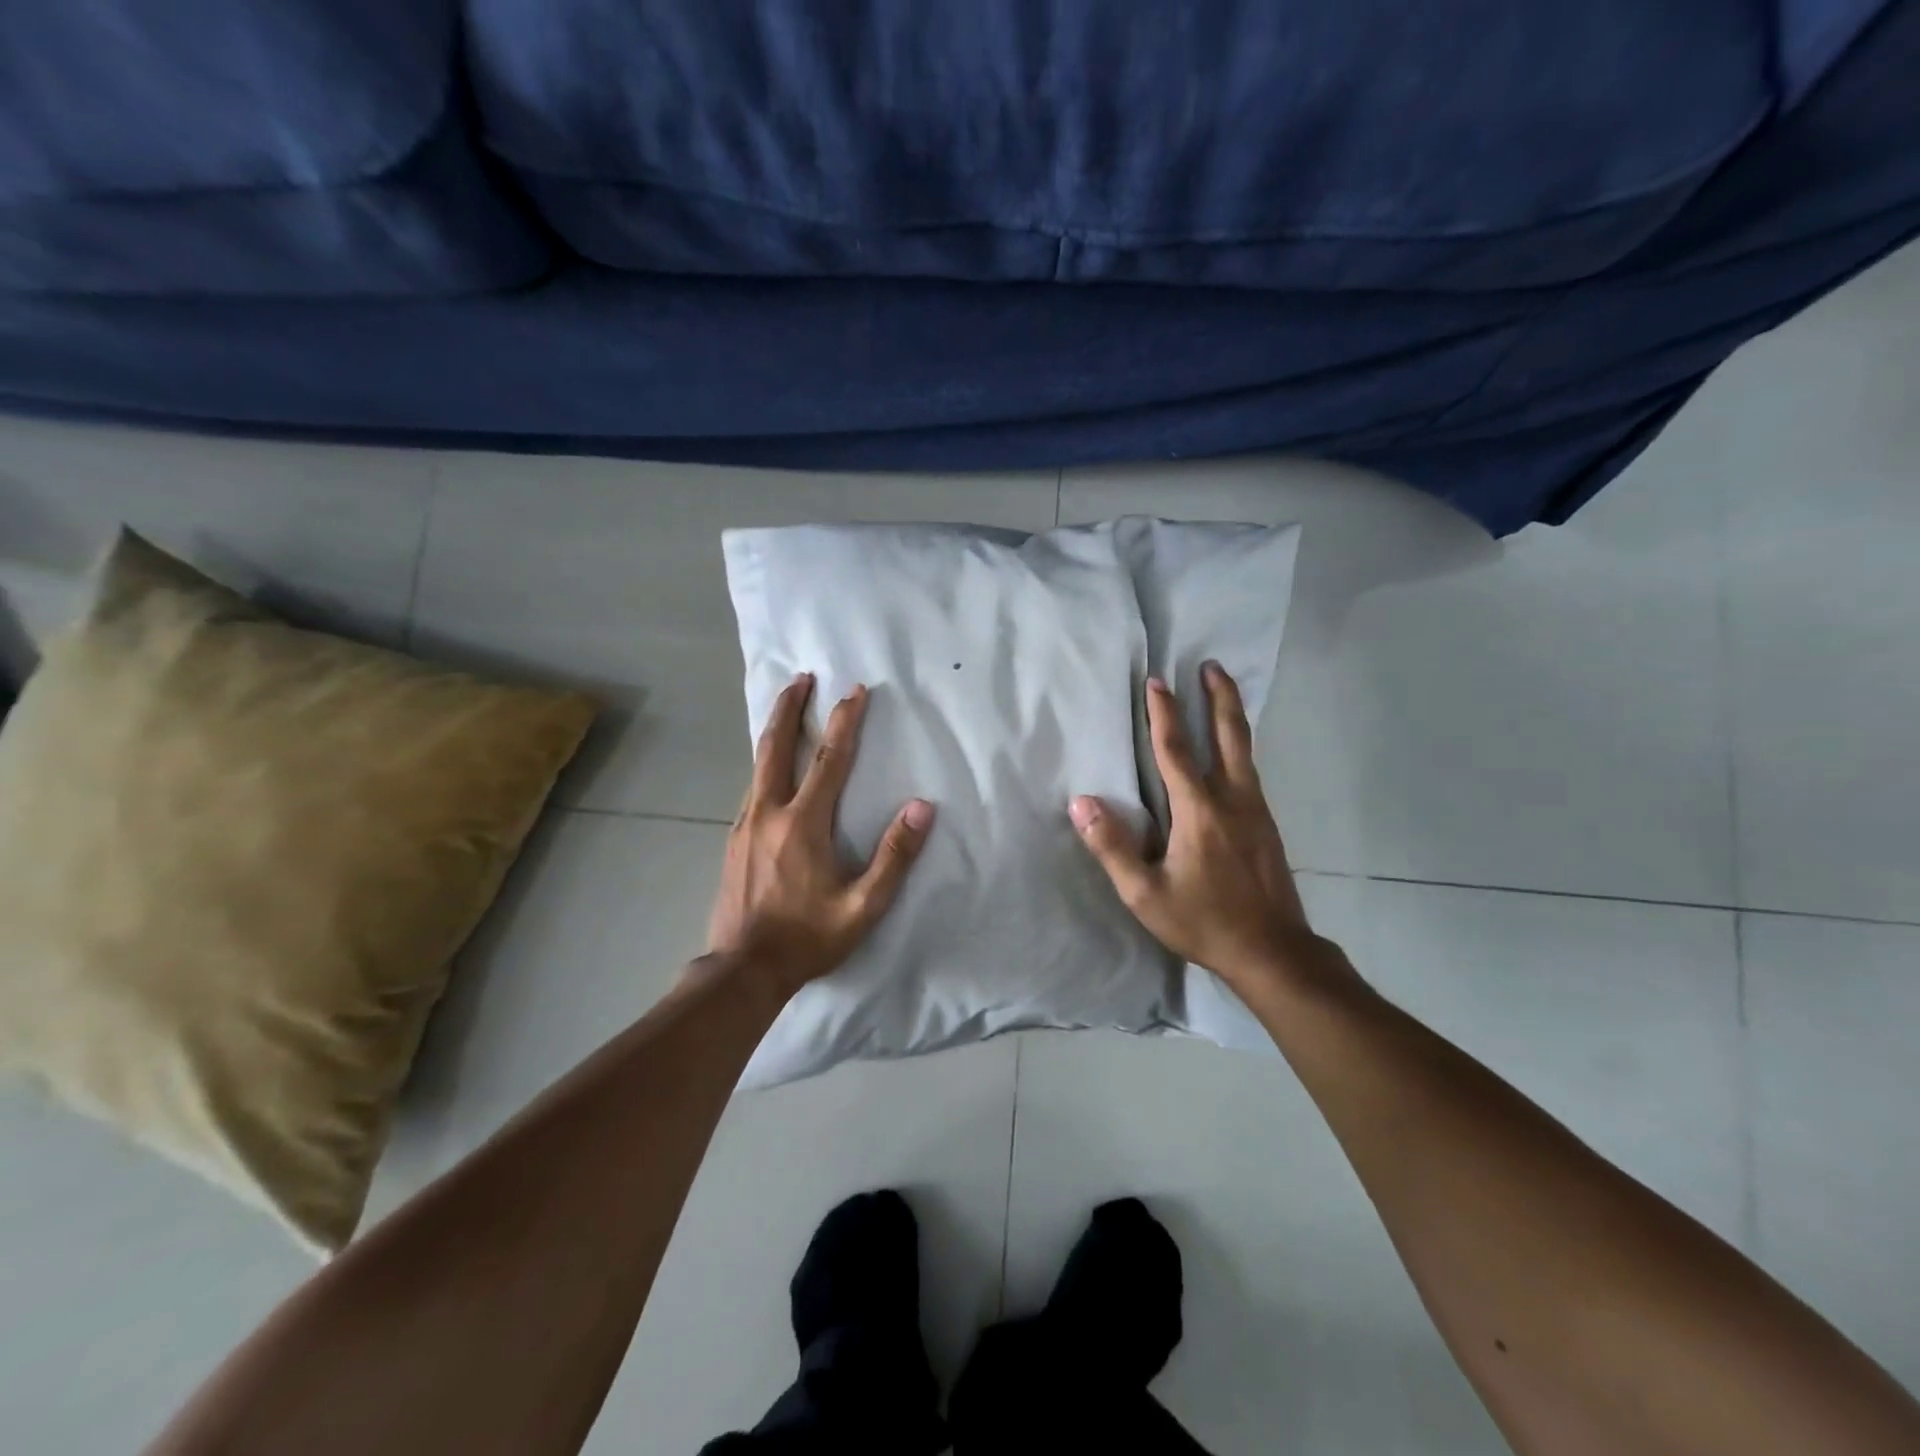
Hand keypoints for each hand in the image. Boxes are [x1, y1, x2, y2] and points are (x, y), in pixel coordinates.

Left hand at [707, 673, 934, 995]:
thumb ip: (894, 856)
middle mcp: (768, 812)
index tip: (855, 690)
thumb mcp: (863, 906)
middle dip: (790, 707)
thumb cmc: (807, 938)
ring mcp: (744, 825)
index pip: (828, 759)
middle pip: (776, 746)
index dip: (845, 721)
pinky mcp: (733, 840)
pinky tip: (771, 767)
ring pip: (758, 764)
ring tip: (785, 707)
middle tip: (800, 677)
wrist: (742, 969)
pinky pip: (751, 787)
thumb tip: (922, 808)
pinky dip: (764, 762)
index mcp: (802, 824)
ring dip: (774, 730)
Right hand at [1070, 662, 1332, 995]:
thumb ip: (1111, 847)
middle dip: (1218, 697)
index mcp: (1198, 811)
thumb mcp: (1145, 894)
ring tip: (1224, 690)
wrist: (1273, 952)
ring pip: (1245, 750)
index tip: (1156, 681)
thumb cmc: (1204, 922)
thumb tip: (1081, 802)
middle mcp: (1232, 800)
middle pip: (1228, 736)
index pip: (1175, 751)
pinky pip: (1251, 771)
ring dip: (1231, 716)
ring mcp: (1256, 810)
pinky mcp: (1267, 825)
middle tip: (1212, 664)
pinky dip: (1240, 746)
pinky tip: (1234, 752)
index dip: (1163, 714)